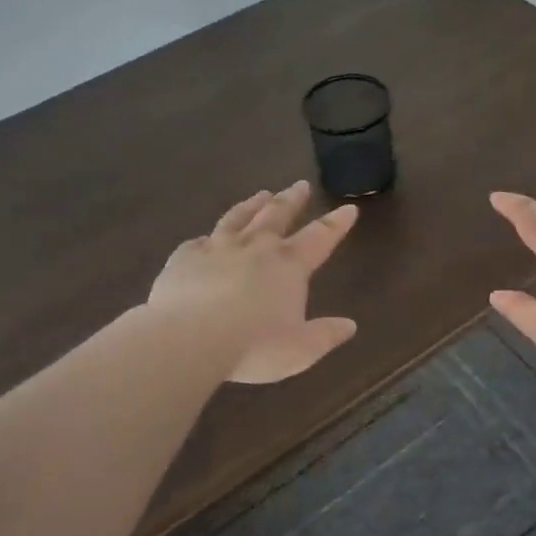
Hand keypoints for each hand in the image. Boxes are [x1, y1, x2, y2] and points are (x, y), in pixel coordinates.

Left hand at [148, 180, 359, 383]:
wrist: (189, 338)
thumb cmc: (253, 346)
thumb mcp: (300, 350)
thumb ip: (325, 335)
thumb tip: (350, 326)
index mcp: (289, 265)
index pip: (320, 237)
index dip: (336, 223)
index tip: (348, 209)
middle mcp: (256, 246)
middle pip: (277, 214)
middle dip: (292, 199)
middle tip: (300, 185)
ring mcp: (218, 247)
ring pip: (238, 218)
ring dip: (252, 205)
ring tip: (261, 194)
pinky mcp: (185, 257)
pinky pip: (198, 241)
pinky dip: (206, 238)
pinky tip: (205, 238)